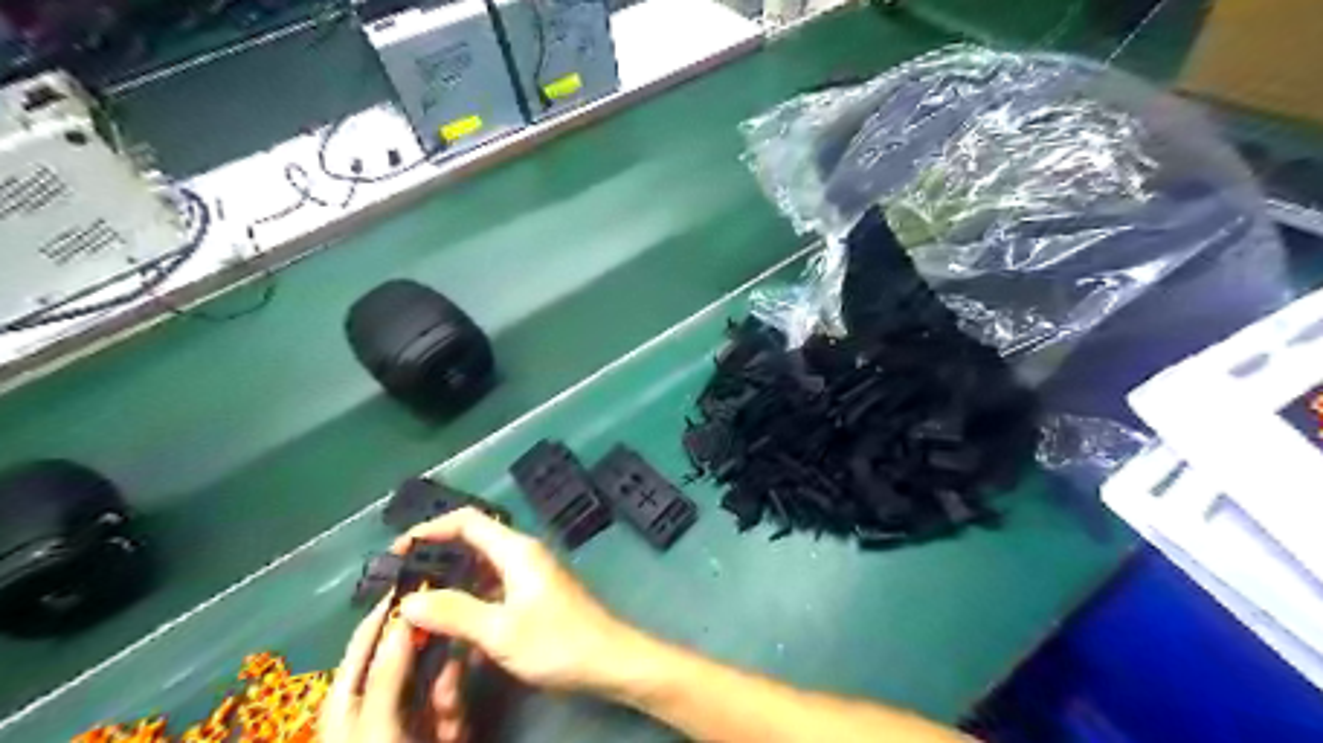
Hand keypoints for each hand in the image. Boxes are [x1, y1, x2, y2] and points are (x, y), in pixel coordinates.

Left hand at [321, 597, 468, 742]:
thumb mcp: (377, 725)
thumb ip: (388, 672)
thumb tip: (406, 614)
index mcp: (349, 691)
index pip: (370, 633)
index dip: (393, 603)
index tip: (426, 572)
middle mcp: (378, 694)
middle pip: (415, 651)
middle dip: (438, 663)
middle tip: (448, 683)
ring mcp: (406, 711)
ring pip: (440, 676)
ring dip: (450, 695)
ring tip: (449, 723)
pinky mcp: (430, 725)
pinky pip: (451, 703)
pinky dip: (456, 717)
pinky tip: (453, 734)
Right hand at [391, 507, 647, 693]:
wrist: (608, 660)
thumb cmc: (557, 641)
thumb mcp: (499, 631)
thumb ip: (454, 612)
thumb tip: (409, 600)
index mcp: (516, 550)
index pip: (467, 521)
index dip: (431, 529)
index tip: (399, 551)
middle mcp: (522, 555)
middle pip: (472, 545)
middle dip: (437, 563)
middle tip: (403, 588)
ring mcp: (530, 575)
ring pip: (481, 573)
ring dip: (453, 591)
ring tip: (421, 615)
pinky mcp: (534, 596)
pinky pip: (493, 592)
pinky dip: (471, 607)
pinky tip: (455, 636)